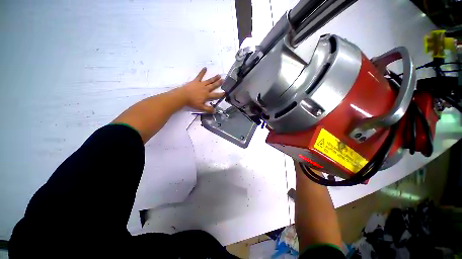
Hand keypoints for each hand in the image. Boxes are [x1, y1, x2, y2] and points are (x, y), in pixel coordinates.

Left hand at [178, 67, 223, 112]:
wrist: (183, 96)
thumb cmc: (192, 102)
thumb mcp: (201, 107)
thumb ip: (208, 109)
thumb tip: (215, 111)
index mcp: (207, 95)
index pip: (215, 95)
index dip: (220, 94)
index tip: (225, 92)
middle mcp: (206, 89)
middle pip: (213, 86)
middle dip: (219, 83)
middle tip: (223, 80)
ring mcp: (201, 84)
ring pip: (209, 81)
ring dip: (214, 78)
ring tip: (218, 75)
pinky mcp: (196, 81)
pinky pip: (200, 76)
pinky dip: (202, 72)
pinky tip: (205, 68)